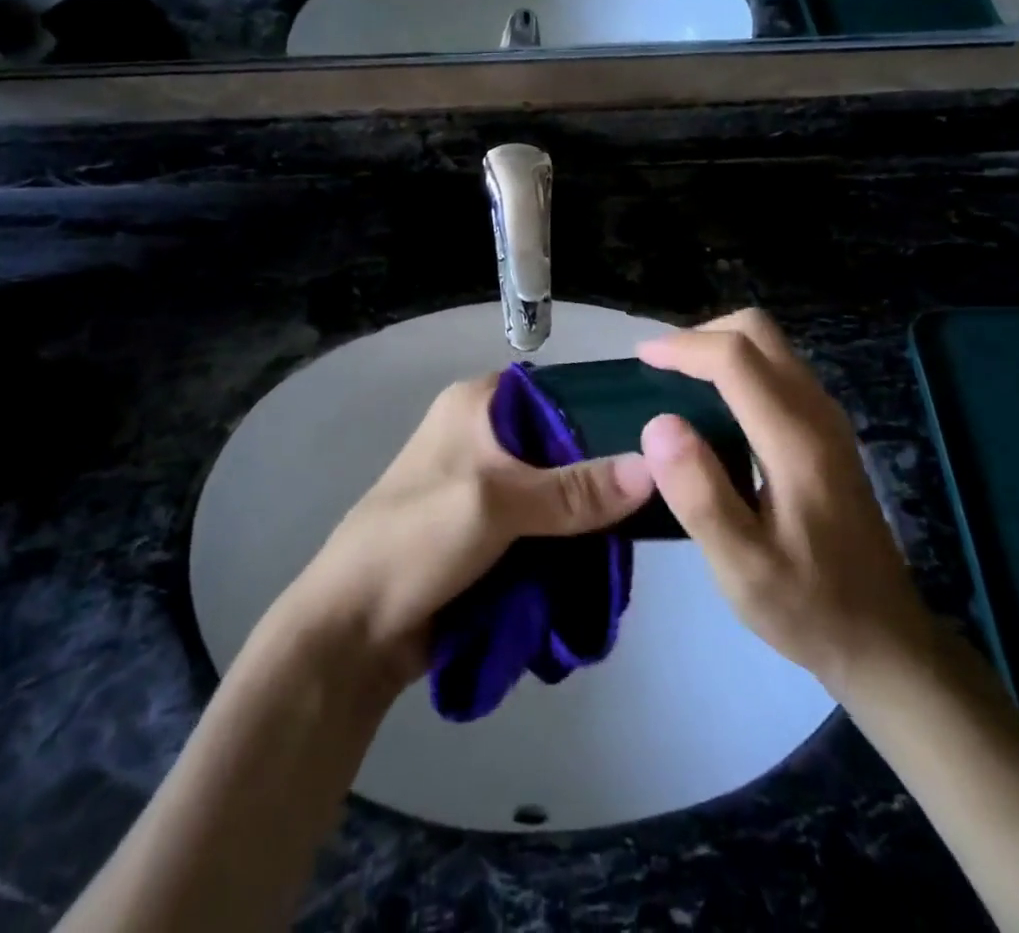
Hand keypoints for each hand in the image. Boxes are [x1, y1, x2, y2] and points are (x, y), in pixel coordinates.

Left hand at [270, 374, 655, 685]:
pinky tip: (610, 557)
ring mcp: (490, 485)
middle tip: (661, 493)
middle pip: (564, 444)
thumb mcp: (496, 503)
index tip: (656, 436)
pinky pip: (548, 525)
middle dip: (604, 473)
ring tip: (646, 531)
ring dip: (590, 514)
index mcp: (478, 404)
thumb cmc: (417, 540)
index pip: (557, 390)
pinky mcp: (493, 531)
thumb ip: (574, 491)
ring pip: (560, 489)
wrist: (357, 628)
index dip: (603, 409)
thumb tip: (654, 469)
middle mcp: (486, 434)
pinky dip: (572, 540)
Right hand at [637, 309, 932, 685]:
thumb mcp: (742, 567)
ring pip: (771, 346)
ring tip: (677, 380)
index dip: (682, 346)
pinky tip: (715, 405)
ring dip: (720, 347)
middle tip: (660, 367)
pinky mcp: (828, 432)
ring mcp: (828, 419)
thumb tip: (658, 423)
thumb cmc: (808, 606)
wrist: (886, 640)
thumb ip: (699, 493)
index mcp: (795, 439)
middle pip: (758, 332)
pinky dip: (738, 366)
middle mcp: (817, 412)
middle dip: (702, 335)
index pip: (735, 357)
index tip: (641, 359)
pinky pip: (778, 369)